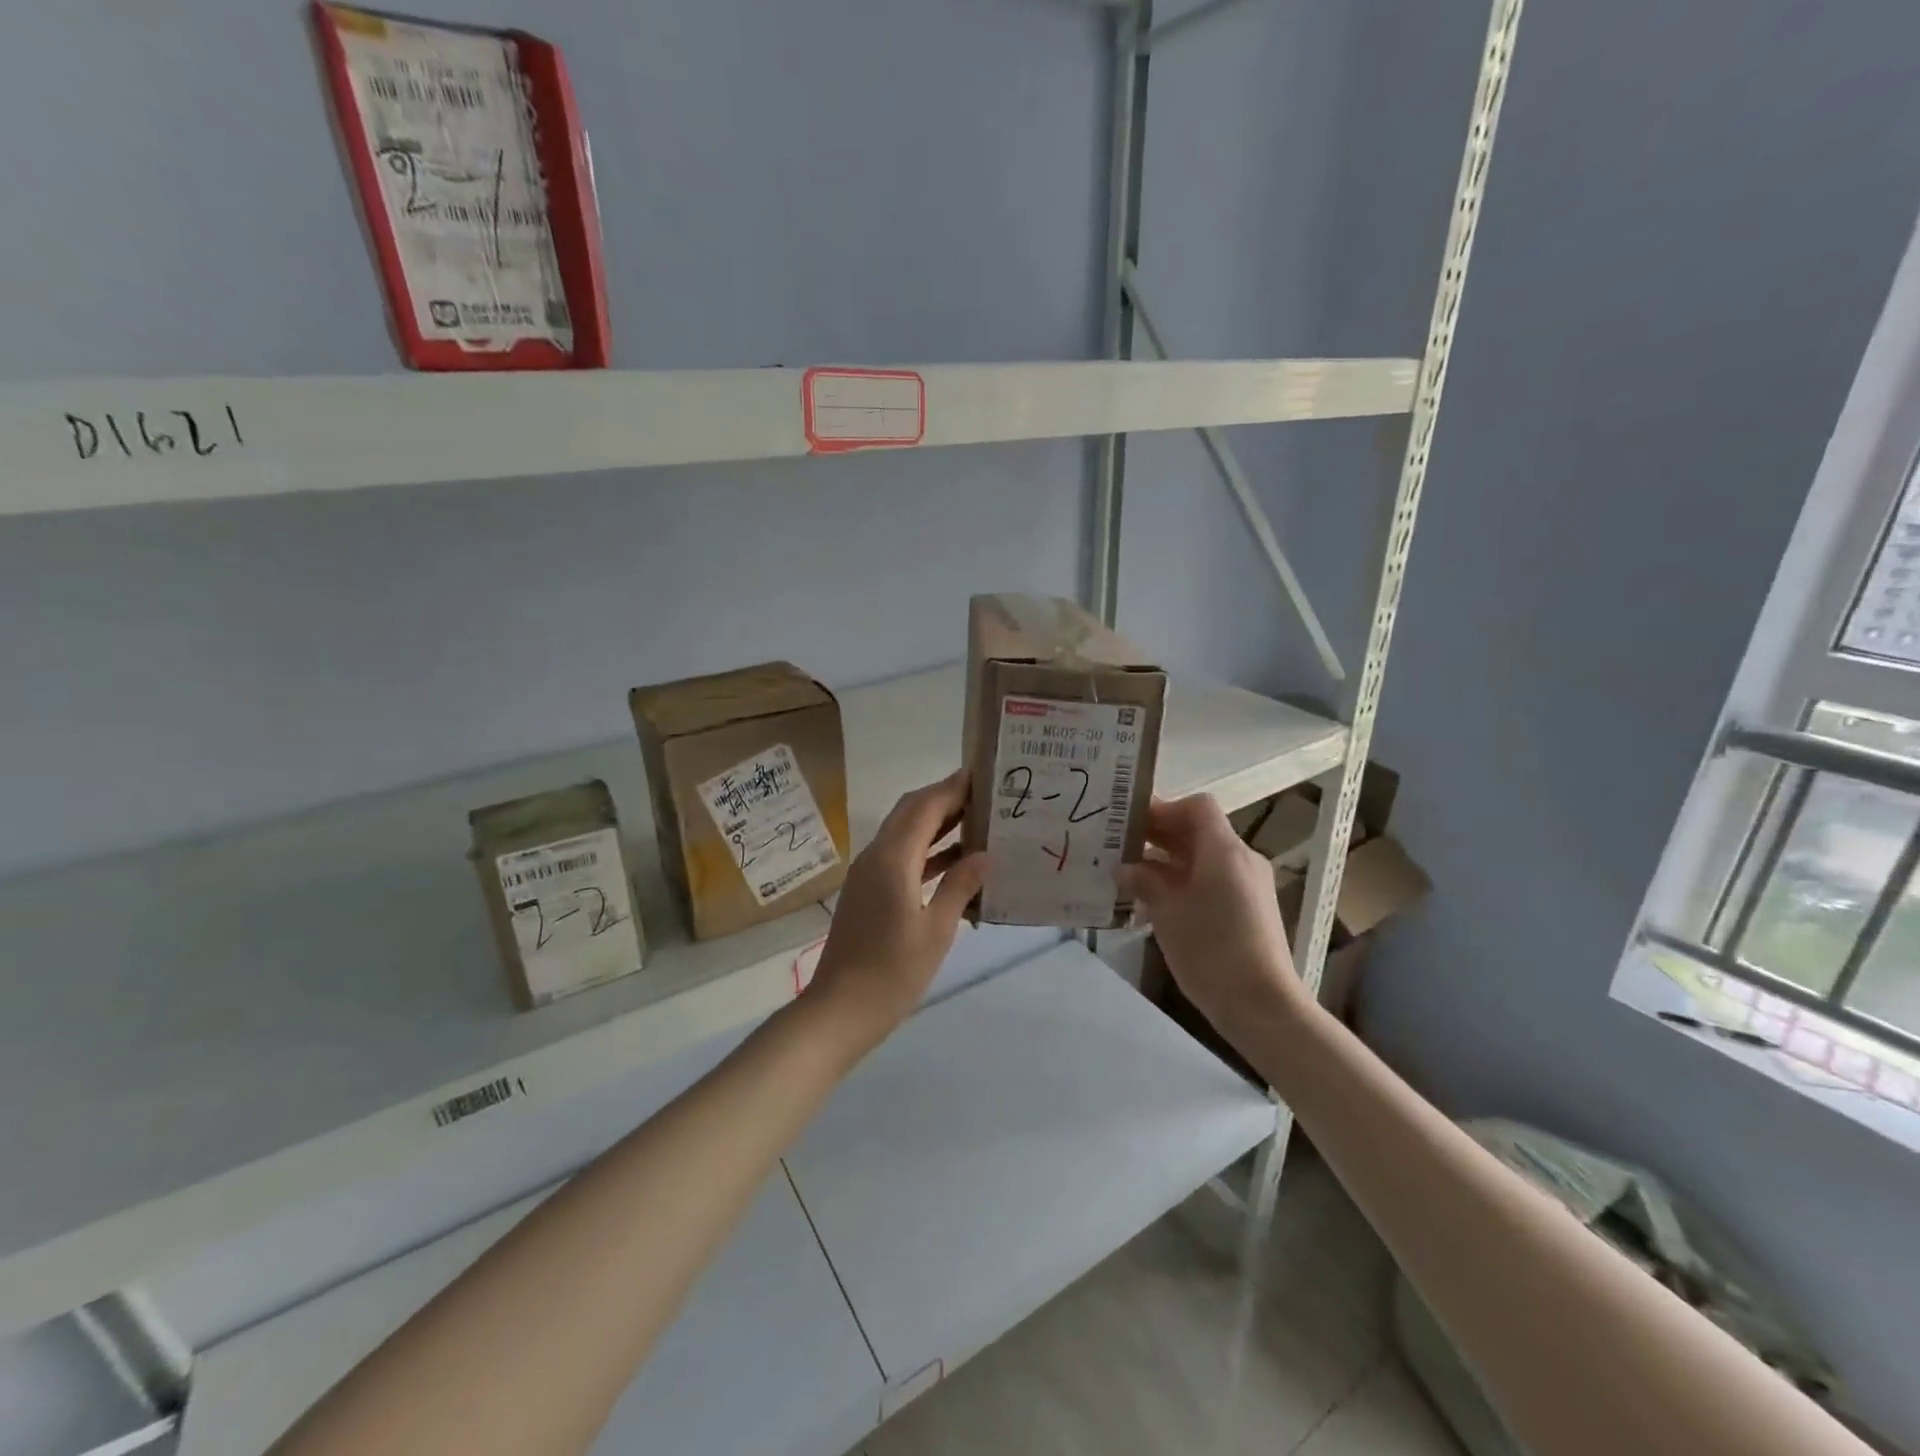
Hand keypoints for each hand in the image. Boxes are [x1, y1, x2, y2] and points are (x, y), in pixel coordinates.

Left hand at [806, 768, 988, 1051]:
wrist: (840, 1010)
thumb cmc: (892, 973)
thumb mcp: (936, 931)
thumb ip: (960, 887)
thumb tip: (985, 854)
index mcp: (893, 859)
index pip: (925, 807)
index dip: (952, 788)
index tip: (983, 775)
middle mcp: (877, 856)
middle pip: (911, 812)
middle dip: (945, 798)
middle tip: (985, 794)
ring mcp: (869, 874)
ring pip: (905, 833)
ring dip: (937, 823)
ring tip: (979, 821)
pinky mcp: (869, 892)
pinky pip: (902, 856)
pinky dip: (928, 851)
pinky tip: (957, 862)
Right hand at [1116, 794, 1310, 1032]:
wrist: (1261, 1005)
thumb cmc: (1210, 950)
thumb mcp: (1167, 912)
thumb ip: (1144, 881)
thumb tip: (1125, 869)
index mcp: (1224, 850)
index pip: (1197, 806)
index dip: (1164, 808)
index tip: (1132, 824)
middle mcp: (1241, 859)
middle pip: (1200, 830)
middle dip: (1160, 834)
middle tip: (1120, 845)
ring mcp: (1249, 885)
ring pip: (1205, 856)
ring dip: (1169, 859)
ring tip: (1131, 875)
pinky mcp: (1250, 908)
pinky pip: (1214, 879)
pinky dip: (1185, 880)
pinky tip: (1156, 901)